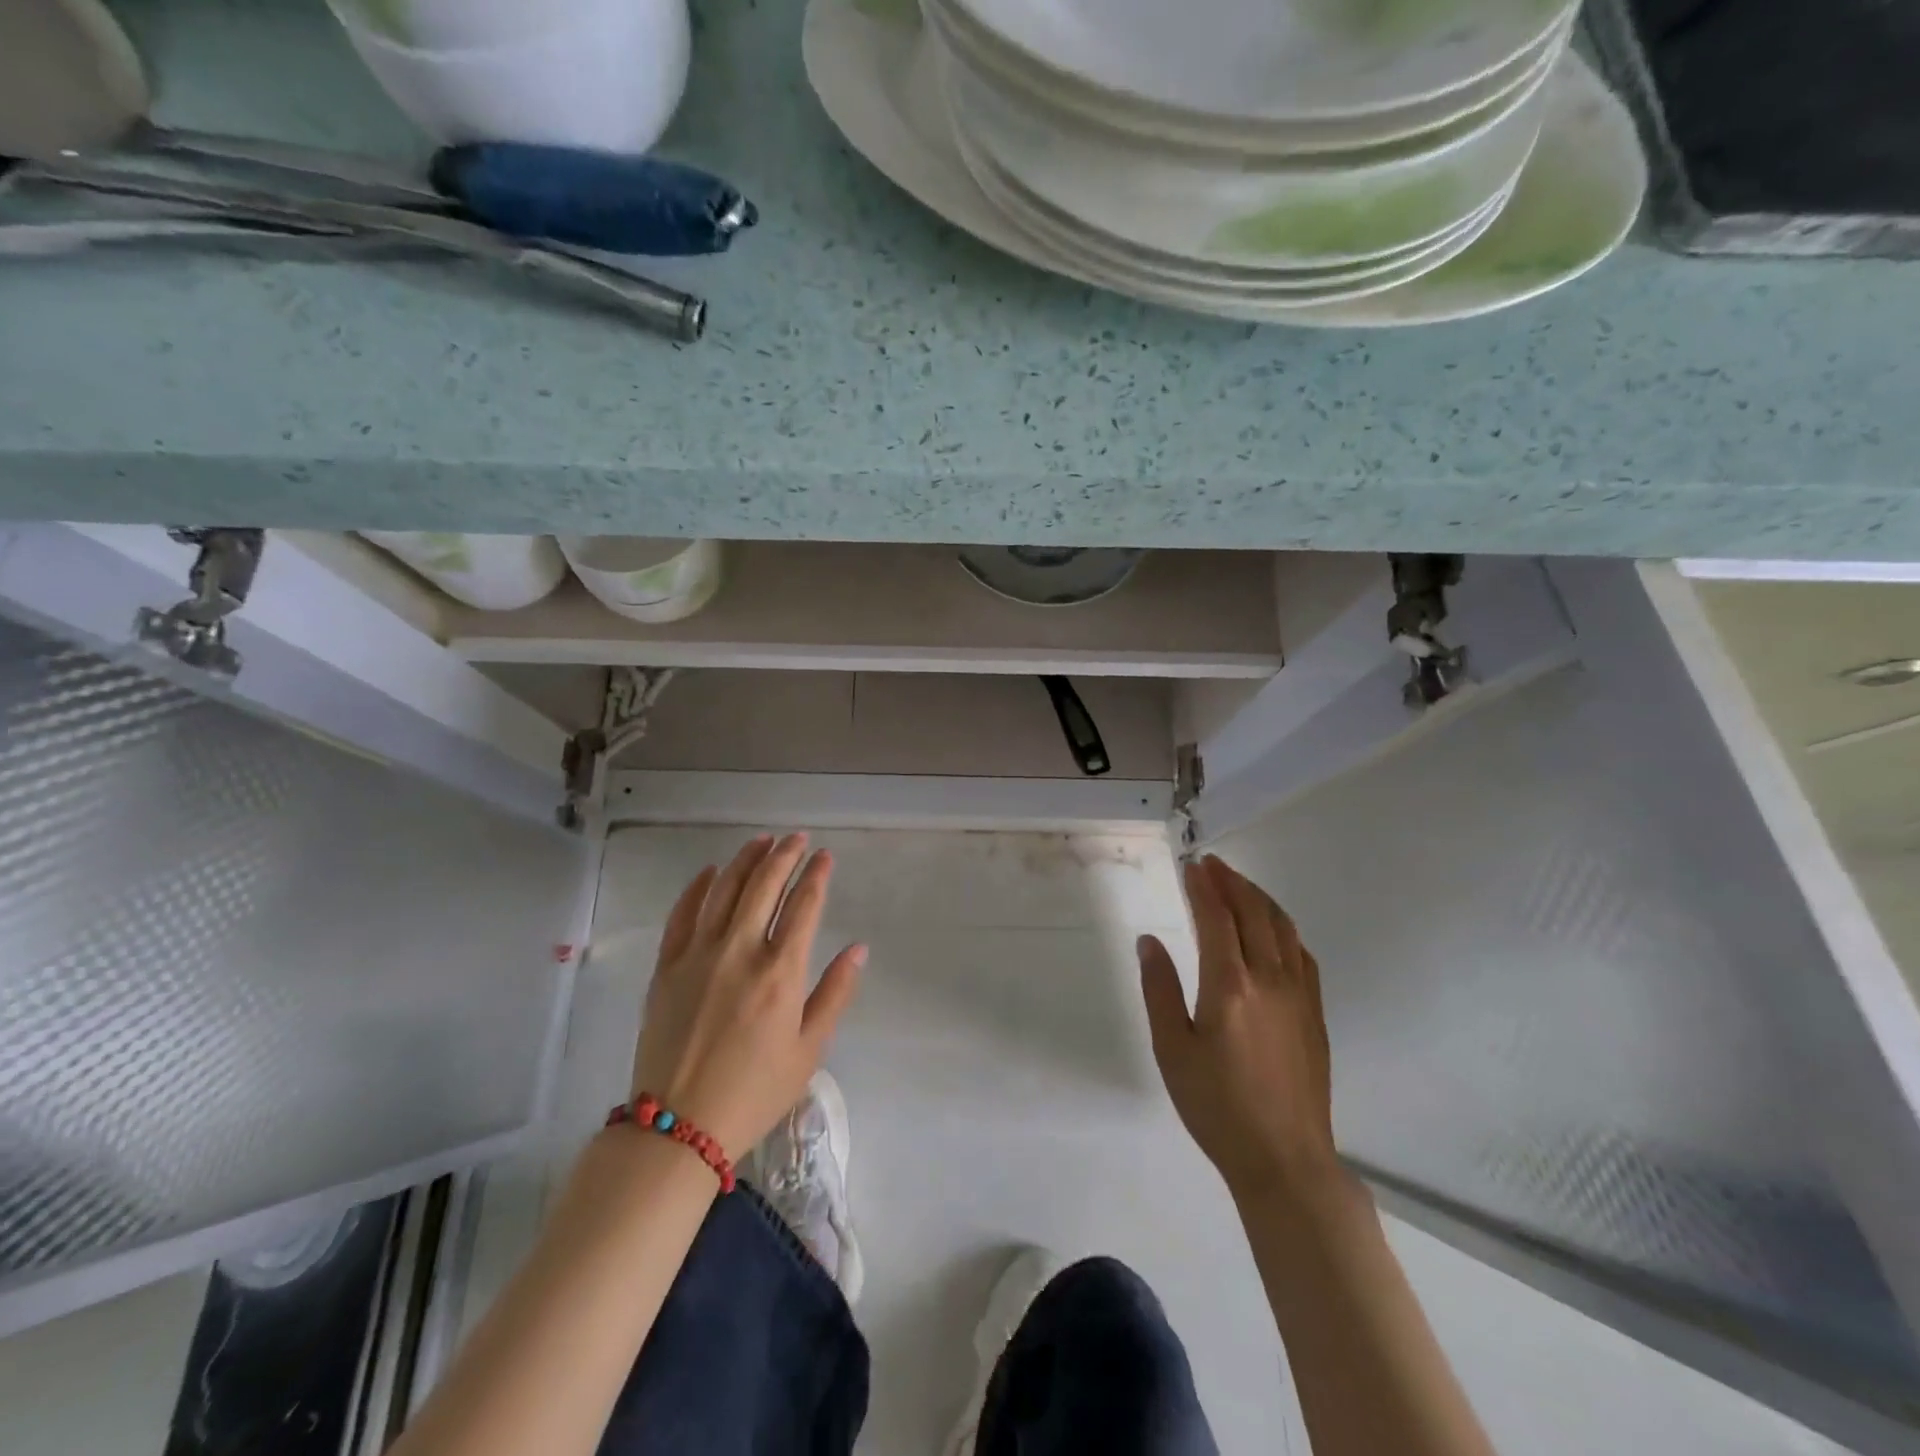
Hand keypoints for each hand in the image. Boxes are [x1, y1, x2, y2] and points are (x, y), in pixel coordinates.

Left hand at [631, 834, 864, 1156]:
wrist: (677, 1127)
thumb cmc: (754, 1092)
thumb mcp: (809, 1050)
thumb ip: (835, 993)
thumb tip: (858, 948)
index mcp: (780, 973)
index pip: (804, 906)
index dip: (817, 875)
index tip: (825, 856)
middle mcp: (740, 952)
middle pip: (764, 886)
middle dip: (784, 855)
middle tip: (797, 838)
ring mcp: (698, 955)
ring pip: (724, 890)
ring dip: (745, 860)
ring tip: (762, 841)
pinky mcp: (667, 966)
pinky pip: (682, 914)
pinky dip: (697, 887)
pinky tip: (711, 871)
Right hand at [1138, 856, 1337, 1203]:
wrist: (1285, 1160)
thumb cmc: (1217, 1107)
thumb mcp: (1172, 1050)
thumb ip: (1159, 989)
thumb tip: (1149, 941)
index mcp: (1230, 985)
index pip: (1217, 917)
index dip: (1204, 887)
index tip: (1192, 865)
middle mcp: (1269, 979)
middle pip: (1254, 913)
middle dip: (1232, 882)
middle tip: (1213, 865)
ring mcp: (1299, 995)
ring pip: (1283, 928)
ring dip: (1260, 899)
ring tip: (1240, 885)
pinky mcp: (1315, 1013)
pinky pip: (1302, 955)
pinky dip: (1284, 929)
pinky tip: (1275, 932)